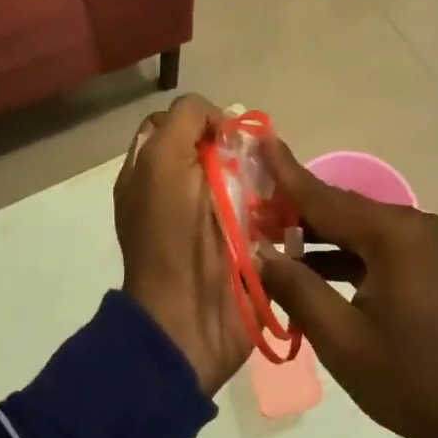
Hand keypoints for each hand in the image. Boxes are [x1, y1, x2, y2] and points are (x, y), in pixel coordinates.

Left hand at [115, 94, 248, 395]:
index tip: (223, 133)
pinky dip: (277, 205)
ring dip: (264, 176)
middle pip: (216, 149)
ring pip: (245, 176)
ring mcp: (212, 219)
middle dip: (240, 148)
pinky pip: (266, 210)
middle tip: (258, 157)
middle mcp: (178, 191)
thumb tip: (221, 120)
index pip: (176, 125)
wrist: (189, 318)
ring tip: (278, 180)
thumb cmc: (171, 235)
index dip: (201, 119)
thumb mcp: (162, 161)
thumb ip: (185, 122)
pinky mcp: (244, 245)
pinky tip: (286, 206)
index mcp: (152, 172)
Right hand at [256, 142, 437, 437]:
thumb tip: (259, 252)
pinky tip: (309, 268)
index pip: (326, 197)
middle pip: (342, 209)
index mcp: (394, 234)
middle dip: (296, 209)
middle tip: (248, 206)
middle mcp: (413, 225)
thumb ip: (296, 288)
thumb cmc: (409, 381)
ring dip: (317, 236)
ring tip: (267, 239)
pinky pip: (375, 248)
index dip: (286, 173)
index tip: (260, 139)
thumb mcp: (341, 339)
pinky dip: (342, 256)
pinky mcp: (427, 265)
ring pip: (357, 230)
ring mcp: (424, 244)